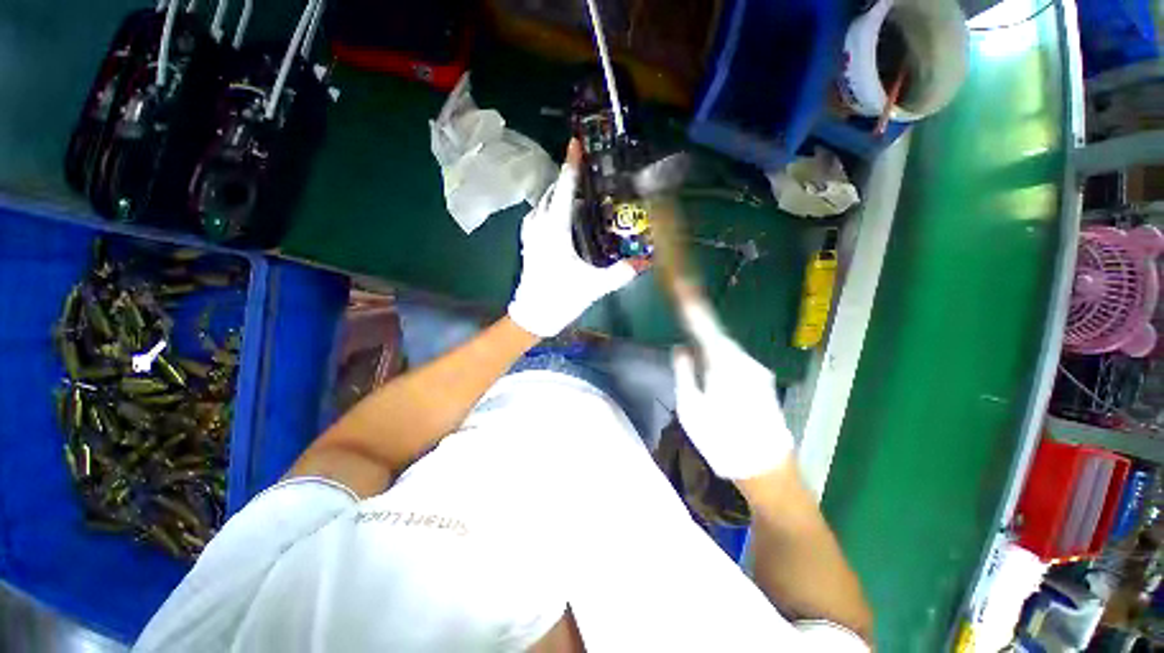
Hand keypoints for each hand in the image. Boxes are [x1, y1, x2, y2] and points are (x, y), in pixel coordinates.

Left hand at [507, 139, 638, 337]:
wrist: (532, 317)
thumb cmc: (561, 299)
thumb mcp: (594, 286)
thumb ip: (620, 274)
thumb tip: (645, 263)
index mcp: (555, 231)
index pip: (563, 190)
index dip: (571, 167)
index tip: (575, 144)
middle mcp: (539, 226)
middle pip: (550, 192)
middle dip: (565, 178)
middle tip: (584, 171)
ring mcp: (530, 235)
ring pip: (541, 203)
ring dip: (555, 192)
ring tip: (574, 191)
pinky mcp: (527, 244)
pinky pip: (536, 215)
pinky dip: (547, 207)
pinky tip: (557, 214)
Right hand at [672, 298, 792, 479]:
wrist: (767, 471)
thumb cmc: (722, 440)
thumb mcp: (690, 407)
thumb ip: (684, 372)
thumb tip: (682, 348)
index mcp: (725, 363)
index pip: (704, 325)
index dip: (692, 305)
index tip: (684, 286)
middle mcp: (745, 361)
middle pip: (717, 335)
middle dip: (699, 327)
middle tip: (683, 329)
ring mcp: (757, 372)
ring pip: (726, 348)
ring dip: (709, 346)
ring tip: (695, 360)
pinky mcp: (762, 383)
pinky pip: (735, 361)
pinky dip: (720, 359)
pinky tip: (712, 375)